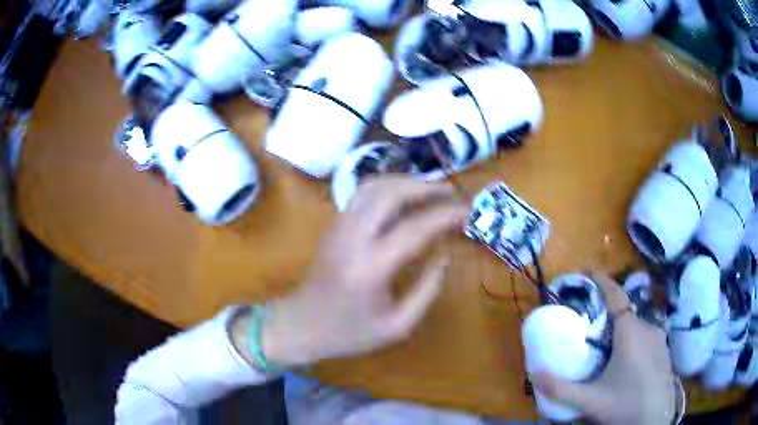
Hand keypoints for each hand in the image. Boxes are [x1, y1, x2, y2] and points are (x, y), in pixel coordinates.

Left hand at [256, 176, 467, 366]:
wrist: (301, 324)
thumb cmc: (349, 333)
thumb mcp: (397, 326)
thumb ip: (426, 290)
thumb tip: (444, 255)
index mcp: (370, 268)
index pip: (415, 228)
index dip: (445, 215)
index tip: (467, 210)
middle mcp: (352, 238)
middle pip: (389, 193)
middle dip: (424, 186)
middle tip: (450, 193)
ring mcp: (339, 227)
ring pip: (373, 186)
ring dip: (405, 182)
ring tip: (431, 191)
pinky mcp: (334, 225)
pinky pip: (363, 194)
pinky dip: (389, 188)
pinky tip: (405, 198)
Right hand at [531, 274, 676, 424]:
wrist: (655, 419)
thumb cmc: (625, 405)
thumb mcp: (591, 401)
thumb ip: (561, 389)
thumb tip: (533, 374)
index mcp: (630, 332)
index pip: (616, 296)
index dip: (602, 281)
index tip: (587, 271)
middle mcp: (646, 327)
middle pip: (624, 310)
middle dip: (606, 310)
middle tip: (588, 320)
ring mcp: (658, 337)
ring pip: (635, 323)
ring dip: (619, 325)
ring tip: (604, 342)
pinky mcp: (663, 349)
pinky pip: (644, 333)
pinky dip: (631, 336)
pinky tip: (624, 359)